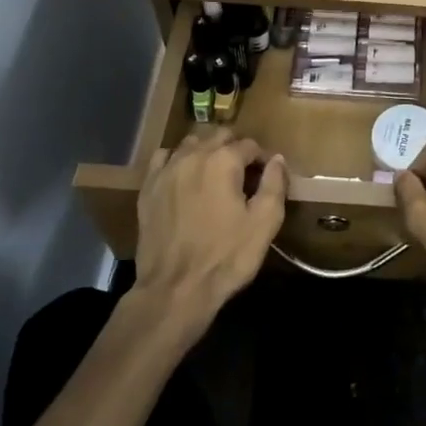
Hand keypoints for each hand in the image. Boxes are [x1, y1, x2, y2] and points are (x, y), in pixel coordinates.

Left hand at [133, 131, 286, 334]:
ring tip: (214, 173)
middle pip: (219, 136)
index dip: (262, 159)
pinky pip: (163, 157)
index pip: (249, 145)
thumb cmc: (226, 257)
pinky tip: (183, 175)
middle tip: (243, 174)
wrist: (175, 289)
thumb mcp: (264, 223)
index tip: (266, 177)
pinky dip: (177, 159)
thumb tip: (277, 159)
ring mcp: (166, 170)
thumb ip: (275, 184)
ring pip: (191, 142)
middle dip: (235, 148)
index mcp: (224, 161)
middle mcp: (193, 155)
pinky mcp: (148, 187)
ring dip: (206, 150)